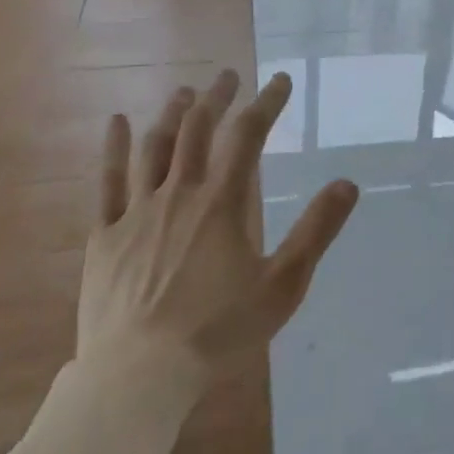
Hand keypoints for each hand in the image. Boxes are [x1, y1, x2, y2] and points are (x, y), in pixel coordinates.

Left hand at [78, 70, 358, 387]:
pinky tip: (116, 121)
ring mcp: (137, 212)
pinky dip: (112, 148)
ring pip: (155, 147)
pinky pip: (107, 182)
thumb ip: (315, 231)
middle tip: (229, 76)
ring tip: (185, 91)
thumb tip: (348, 183)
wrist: (137, 377)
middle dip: (216, 97)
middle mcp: (179, 193)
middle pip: (197, 128)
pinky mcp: (105, 236)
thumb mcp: (282, 285)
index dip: (267, 103)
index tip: (281, 81)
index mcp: (221, 202)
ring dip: (171, 113)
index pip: (248, 135)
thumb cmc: (216, 332)